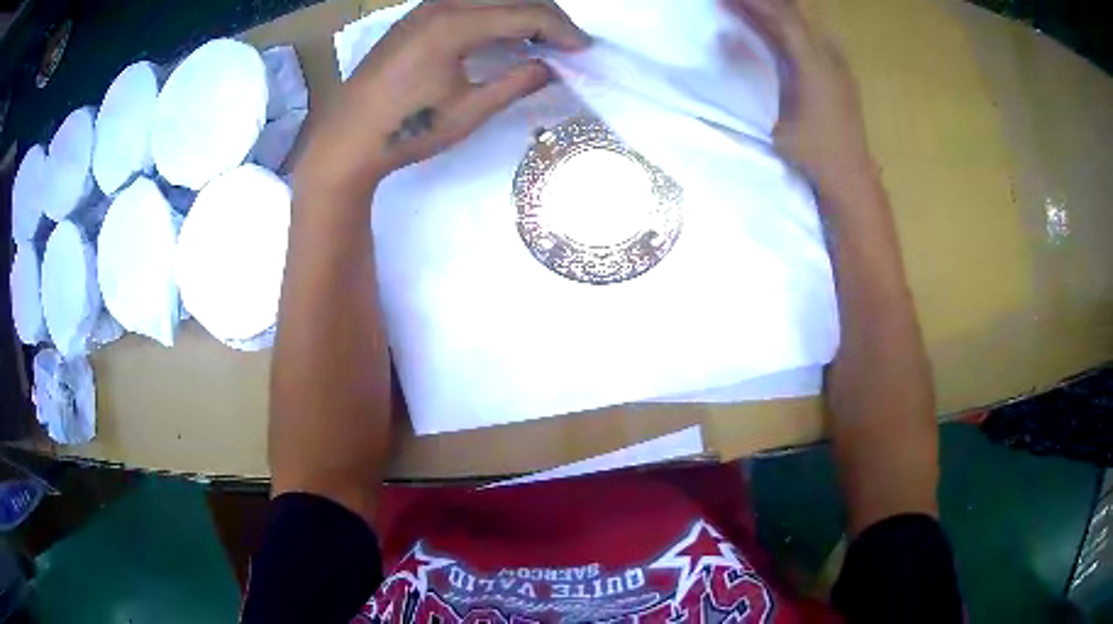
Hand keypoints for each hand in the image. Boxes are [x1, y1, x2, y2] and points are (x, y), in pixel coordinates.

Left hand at [295, 0, 589, 198]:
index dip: (561, 30)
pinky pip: (467, 2)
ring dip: (520, 10)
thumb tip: (550, 68)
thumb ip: (515, 84)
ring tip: (542, 37)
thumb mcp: (468, 112)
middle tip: (569, 43)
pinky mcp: (415, 18)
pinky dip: (494, 13)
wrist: (346, 139)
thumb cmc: (406, 130)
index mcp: (454, 25)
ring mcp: (424, 9)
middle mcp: (440, 5)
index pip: (525, 14)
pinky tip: (503, 33)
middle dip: (548, 15)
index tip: (584, 49)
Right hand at [724, 0, 873, 188]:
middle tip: (735, 2)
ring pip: (805, 26)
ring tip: (751, 10)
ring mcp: (839, 64)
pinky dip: (791, 30)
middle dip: (764, 5)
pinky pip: (813, 39)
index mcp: (814, 64)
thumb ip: (755, 74)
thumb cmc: (813, 151)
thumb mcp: (776, 116)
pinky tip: (778, 31)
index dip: (755, 4)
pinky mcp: (841, 74)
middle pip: (795, 16)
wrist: (851, 176)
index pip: (782, 18)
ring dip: (777, 14)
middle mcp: (830, 57)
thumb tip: (728, 43)